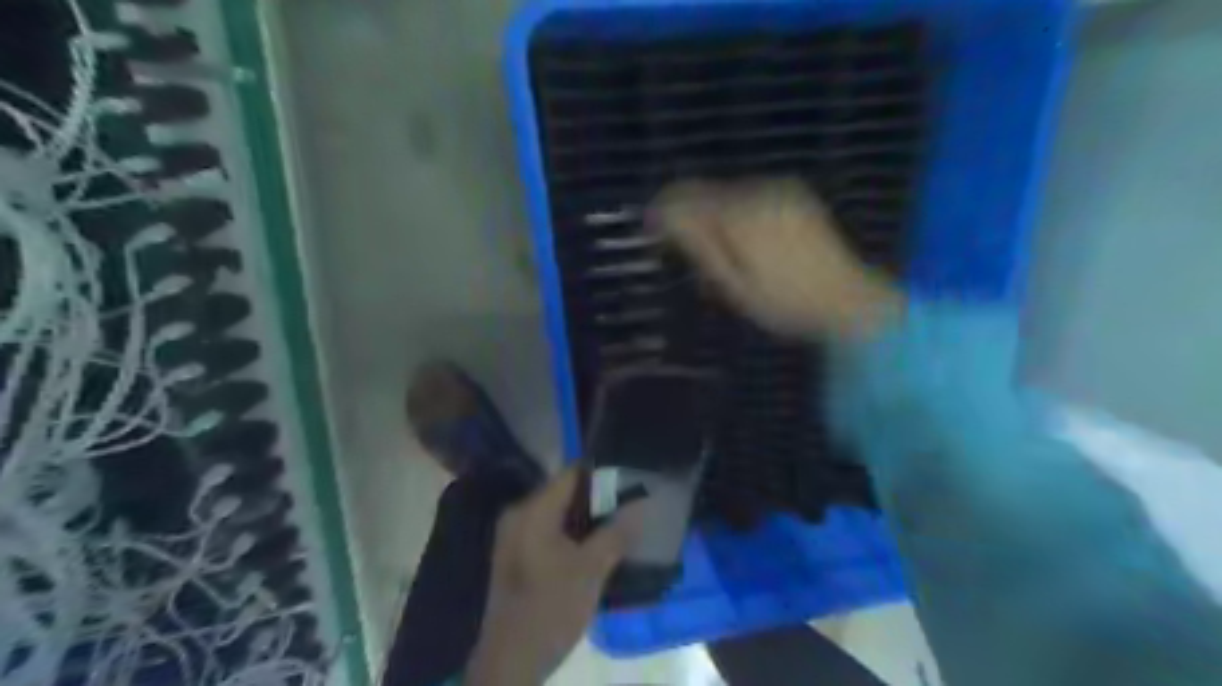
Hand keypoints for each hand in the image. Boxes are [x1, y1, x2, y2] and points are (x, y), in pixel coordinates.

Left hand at [465, 471, 642, 685]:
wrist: (510, 662)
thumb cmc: (550, 609)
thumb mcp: (590, 570)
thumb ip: (616, 533)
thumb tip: (640, 504)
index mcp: (532, 511)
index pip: (571, 474)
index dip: (602, 472)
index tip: (631, 475)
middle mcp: (519, 514)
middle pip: (564, 492)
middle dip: (598, 497)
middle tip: (631, 501)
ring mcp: (515, 534)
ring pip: (558, 512)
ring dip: (587, 516)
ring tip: (620, 520)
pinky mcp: (517, 554)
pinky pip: (549, 529)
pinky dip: (573, 532)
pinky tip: (596, 543)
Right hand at [647, 175, 903, 340]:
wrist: (849, 300)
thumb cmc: (786, 304)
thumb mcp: (736, 285)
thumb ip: (701, 247)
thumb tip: (666, 219)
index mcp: (742, 216)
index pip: (687, 200)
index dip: (662, 212)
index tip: (648, 231)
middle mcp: (759, 192)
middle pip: (706, 194)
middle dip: (690, 218)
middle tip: (686, 254)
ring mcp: (780, 190)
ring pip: (727, 196)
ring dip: (713, 219)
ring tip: (719, 258)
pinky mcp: (793, 195)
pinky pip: (749, 198)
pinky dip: (736, 216)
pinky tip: (744, 245)